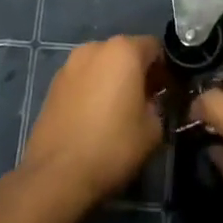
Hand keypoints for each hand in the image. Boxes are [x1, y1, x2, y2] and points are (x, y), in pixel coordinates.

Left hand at [21, 36, 164, 208]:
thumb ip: (159, 105)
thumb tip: (151, 101)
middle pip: (126, 53)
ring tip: (119, 113)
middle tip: (147, 103)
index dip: (166, 69)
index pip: (155, 47)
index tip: (169, 93)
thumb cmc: (113, 146)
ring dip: (114, 81)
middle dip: (139, 73)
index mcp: (123, 51)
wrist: (56, 175)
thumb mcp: (154, 129)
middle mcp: (94, 48)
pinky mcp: (52, 85)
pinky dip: (93, 91)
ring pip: (102, 66)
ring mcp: (69, 65)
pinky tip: (95, 119)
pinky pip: (83, 80)